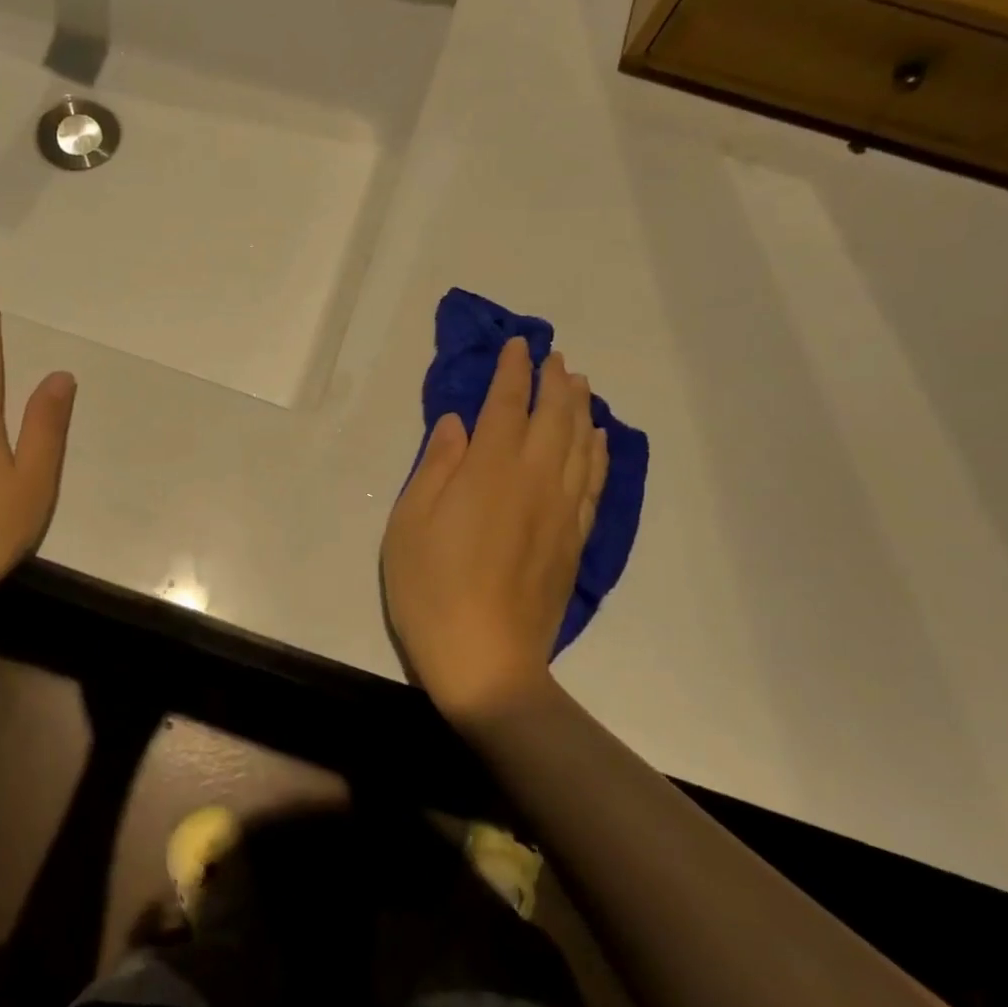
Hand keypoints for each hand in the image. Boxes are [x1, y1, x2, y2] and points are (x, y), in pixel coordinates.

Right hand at [381, 338, 606, 723]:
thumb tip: (459, 424)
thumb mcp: (410, 523)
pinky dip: (597, 452)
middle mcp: (534, 479)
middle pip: (553, 417)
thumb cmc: (431, 589)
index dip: (512, 372)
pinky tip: (597, 440)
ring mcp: (561, 511)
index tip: (517, 346)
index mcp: (489, 470)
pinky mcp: (575, 540)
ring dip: (580, 409)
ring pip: (580, 444)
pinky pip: (593, 482)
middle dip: (552, 382)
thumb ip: (436, 466)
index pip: (506, 405)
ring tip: (578, 385)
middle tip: (552, 358)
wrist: (486, 660)